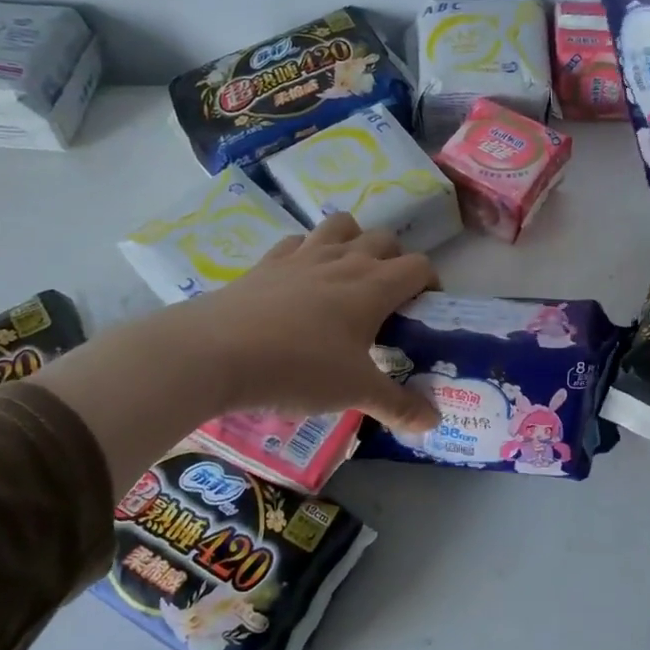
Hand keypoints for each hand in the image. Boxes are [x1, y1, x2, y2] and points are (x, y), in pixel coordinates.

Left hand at [35, 213, 437, 493]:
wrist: (215, 353)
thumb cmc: (299, 368)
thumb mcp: (355, 392)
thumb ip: (398, 406)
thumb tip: (434, 423)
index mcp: (374, 285)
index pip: (419, 266)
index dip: (430, 284)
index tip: (425, 311)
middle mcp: (344, 260)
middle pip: (385, 239)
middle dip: (396, 261)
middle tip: (389, 300)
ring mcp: (303, 256)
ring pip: (343, 226)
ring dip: (355, 242)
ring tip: (350, 276)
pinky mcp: (268, 262)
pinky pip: (299, 242)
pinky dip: (309, 252)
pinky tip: (303, 280)